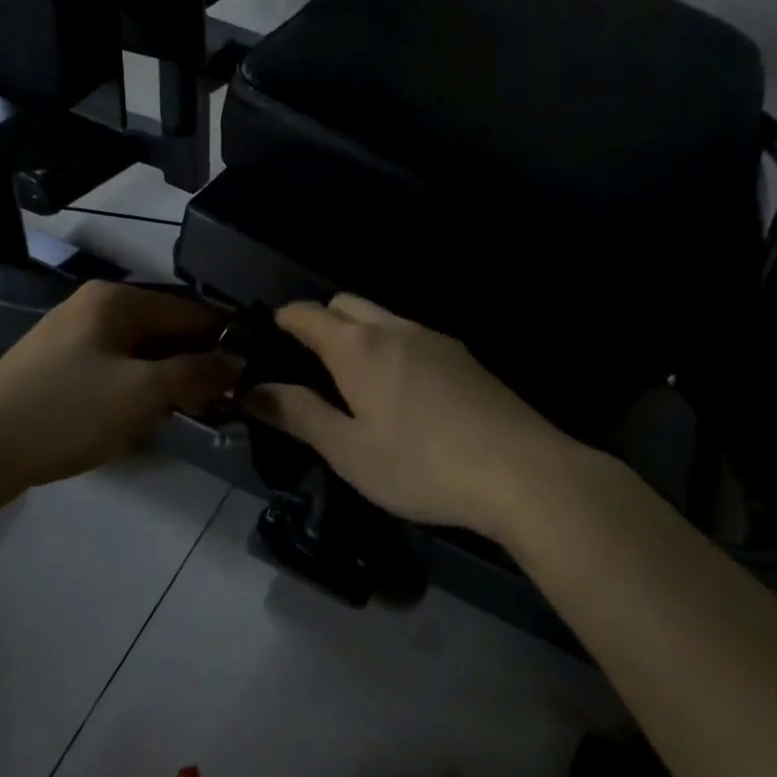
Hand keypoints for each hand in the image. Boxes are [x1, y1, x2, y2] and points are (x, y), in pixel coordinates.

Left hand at [0, 282, 237, 491]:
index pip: (192, 310)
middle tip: (231, 402)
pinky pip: (117, 373)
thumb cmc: (67, 412)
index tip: (257, 371)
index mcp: (117, 301)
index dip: (226, 340)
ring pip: (143, 355)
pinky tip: (154, 418)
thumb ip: (196, 374)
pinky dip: (141, 392)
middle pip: (167, 331)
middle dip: (198, 364)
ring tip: (200, 414)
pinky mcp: (62, 370)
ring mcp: (75, 339)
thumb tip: (238, 363)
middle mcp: (97, 309)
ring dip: (171, 382)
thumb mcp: (142, 393)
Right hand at [242, 294, 581, 538]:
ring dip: (359, 335)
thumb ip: (299, 416)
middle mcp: (396, 329)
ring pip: (383, 319)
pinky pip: (413, 337)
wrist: (523, 472)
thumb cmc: (422, 465)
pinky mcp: (465, 358)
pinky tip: (403, 394)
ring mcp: (436, 339)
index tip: (267, 342)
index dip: (282, 321)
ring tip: (354, 384)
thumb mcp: (350, 451)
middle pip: (346, 304)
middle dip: (321, 322)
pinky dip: (392, 349)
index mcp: (358, 347)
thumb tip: (253, 391)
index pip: (307, 313)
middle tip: (309, 368)